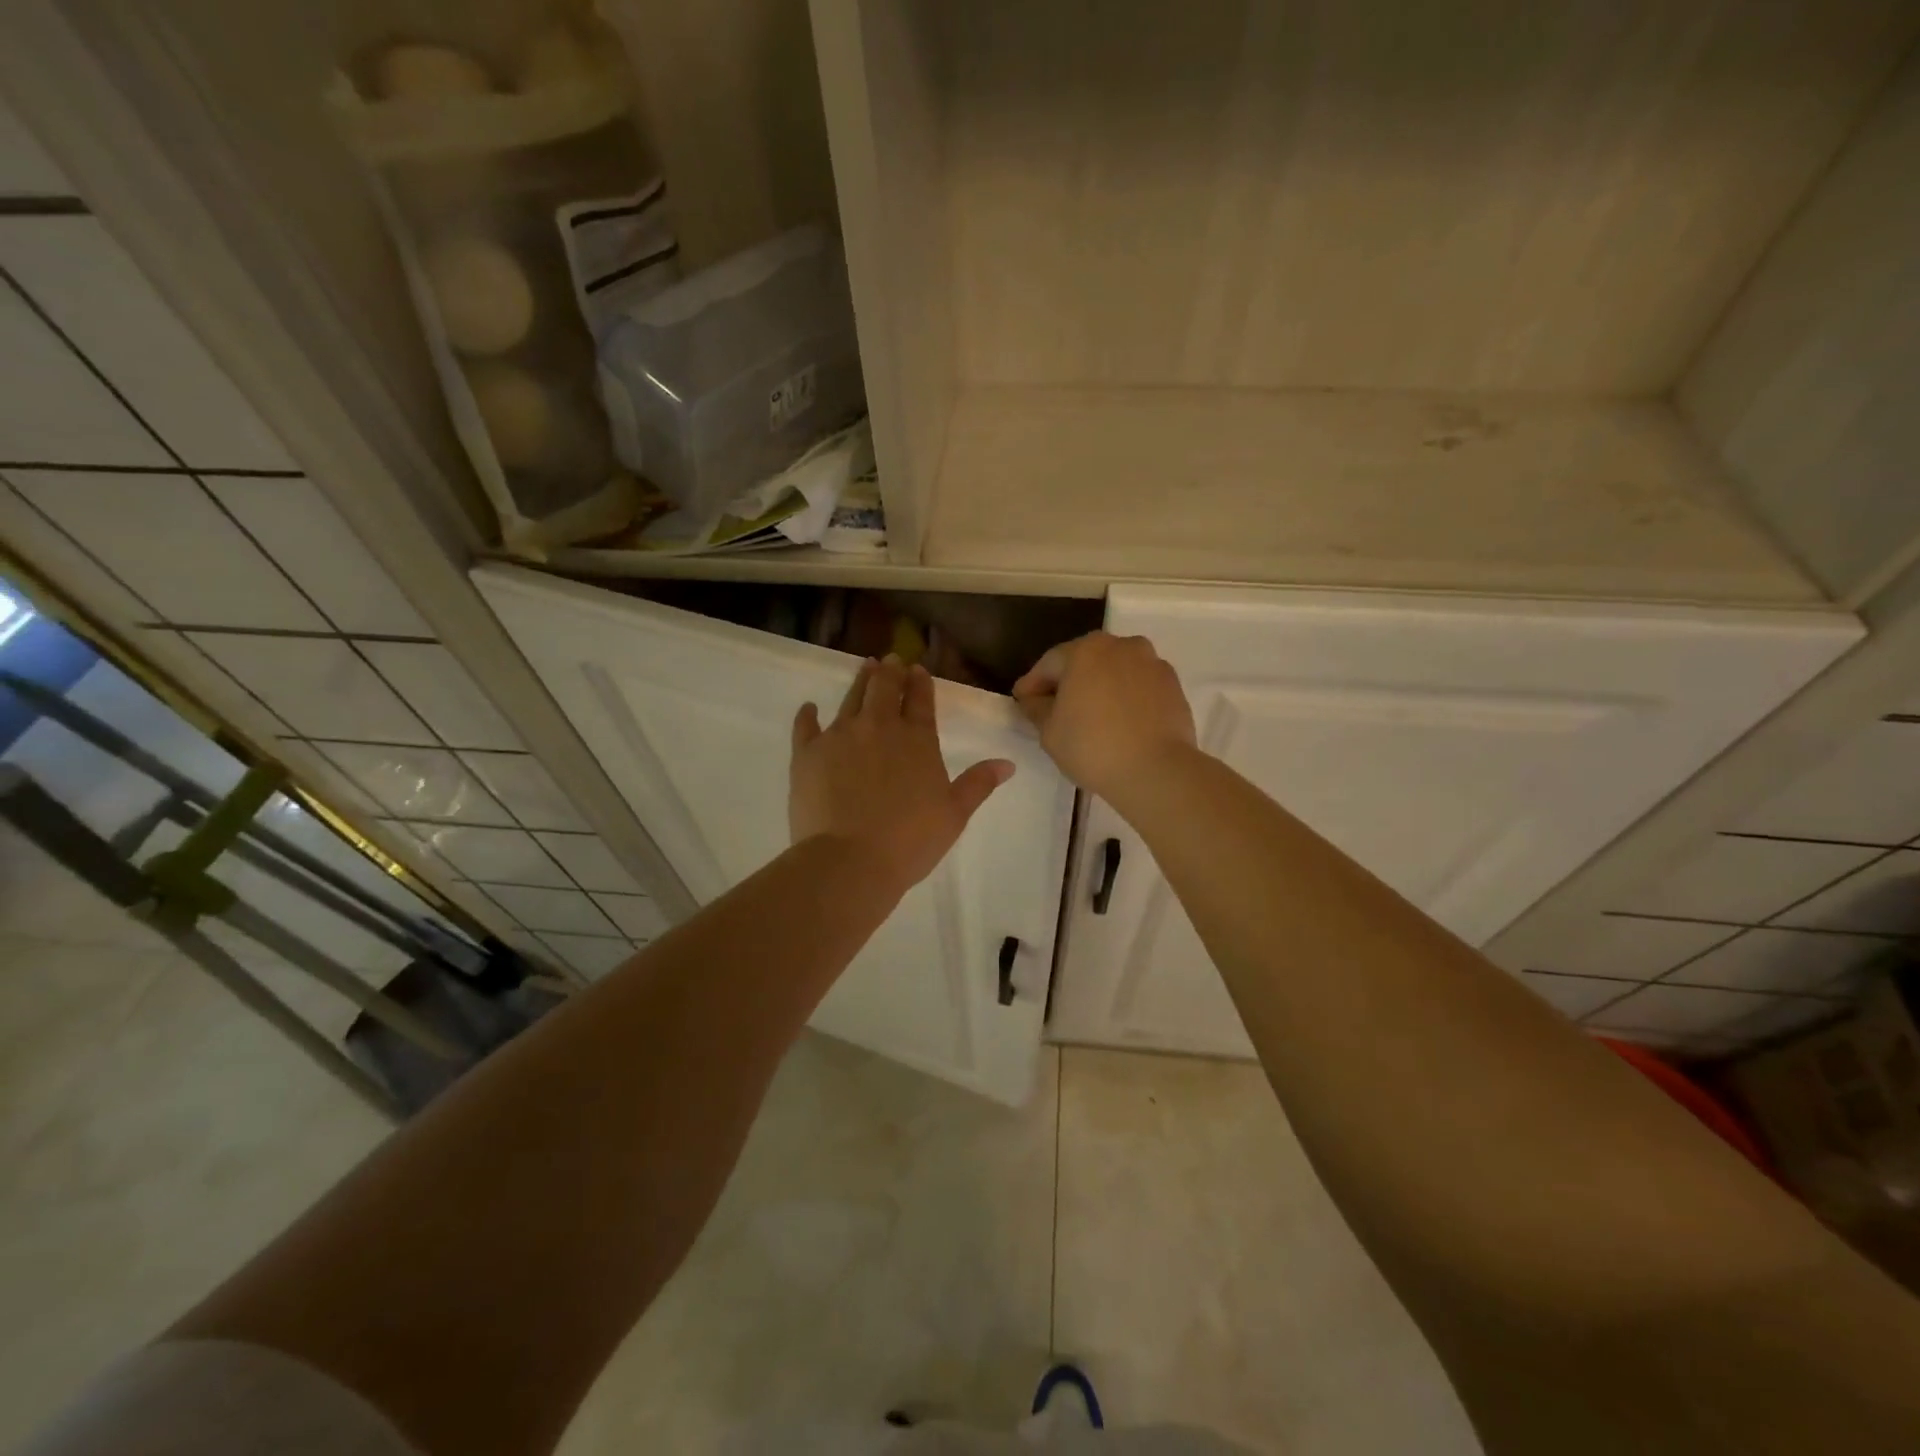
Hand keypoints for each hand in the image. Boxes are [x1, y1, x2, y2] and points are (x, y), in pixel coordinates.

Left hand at [791, 656, 1013, 896]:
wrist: (850, 860)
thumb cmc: (910, 840)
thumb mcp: (954, 814)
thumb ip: (978, 784)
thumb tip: (1007, 763)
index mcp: (917, 739)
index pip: (920, 700)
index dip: (920, 683)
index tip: (918, 670)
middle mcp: (879, 727)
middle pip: (884, 689)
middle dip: (890, 672)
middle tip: (891, 660)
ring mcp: (840, 736)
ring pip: (851, 698)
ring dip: (861, 681)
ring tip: (865, 667)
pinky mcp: (808, 753)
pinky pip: (806, 726)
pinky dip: (808, 715)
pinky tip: (809, 708)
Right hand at [1013, 632, 1196, 798]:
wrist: (1157, 770)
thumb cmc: (1092, 747)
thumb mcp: (1049, 731)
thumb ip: (1037, 708)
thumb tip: (1035, 699)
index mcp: (1085, 650)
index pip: (1049, 664)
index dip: (1032, 684)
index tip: (1021, 701)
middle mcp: (1121, 646)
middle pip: (1085, 661)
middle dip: (1067, 681)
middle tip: (1053, 707)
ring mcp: (1152, 663)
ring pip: (1115, 671)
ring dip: (1099, 687)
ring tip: (1090, 715)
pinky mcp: (1173, 685)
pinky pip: (1138, 686)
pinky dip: (1125, 698)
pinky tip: (1118, 721)